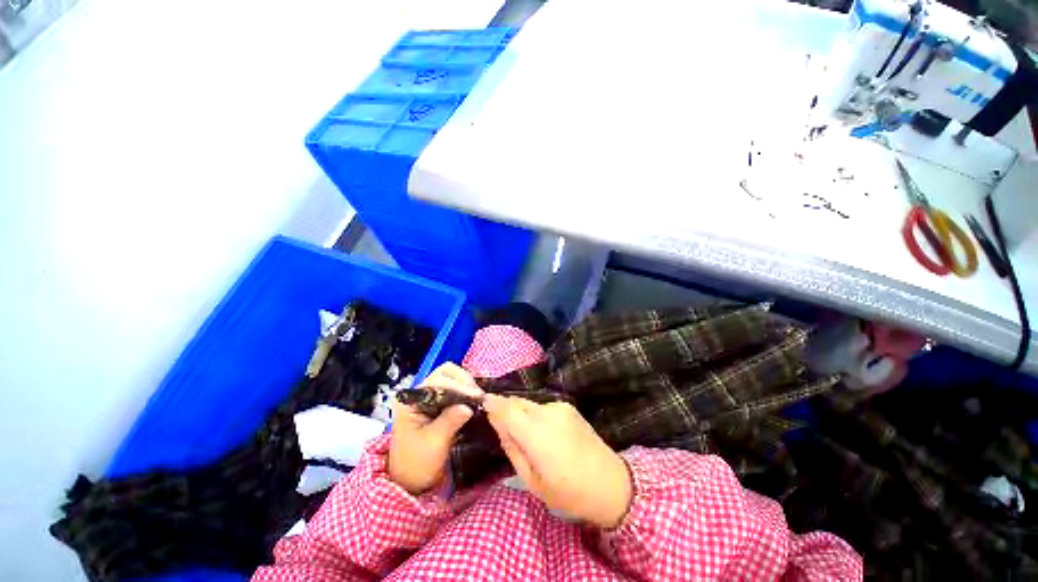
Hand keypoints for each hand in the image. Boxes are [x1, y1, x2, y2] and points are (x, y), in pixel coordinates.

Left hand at [388, 363, 481, 494]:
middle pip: (445, 373)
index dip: (459, 385)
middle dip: (464, 381)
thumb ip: (450, 421)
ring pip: (452, 379)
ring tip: (479, 398)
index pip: (438, 379)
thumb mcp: (434, 443)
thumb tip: (468, 406)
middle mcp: (420, 393)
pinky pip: (455, 390)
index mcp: (412, 400)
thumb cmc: (417, 464)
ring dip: (467, 385)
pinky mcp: (439, 405)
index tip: (476, 397)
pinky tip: (475, 401)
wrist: (411, 483)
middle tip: (478, 395)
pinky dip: (467, 392)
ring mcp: (430, 398)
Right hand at [483, 395, 632, 528]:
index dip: (492, 404)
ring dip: (520, 412)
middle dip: (505, 408)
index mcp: (537, 433)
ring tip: (523, 434)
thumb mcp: (532, 481)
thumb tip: (499, 425)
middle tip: (499, 424)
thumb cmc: (568, 492)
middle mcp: (547, 412)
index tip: (481, 403)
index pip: (507, 409)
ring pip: (529, 403)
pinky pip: (542, 406)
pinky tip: (542, 432)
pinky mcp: (568, 406)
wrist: (610, 483)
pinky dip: (534, 414)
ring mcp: (560, 407)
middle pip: (517, 402)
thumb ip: (512, 448)